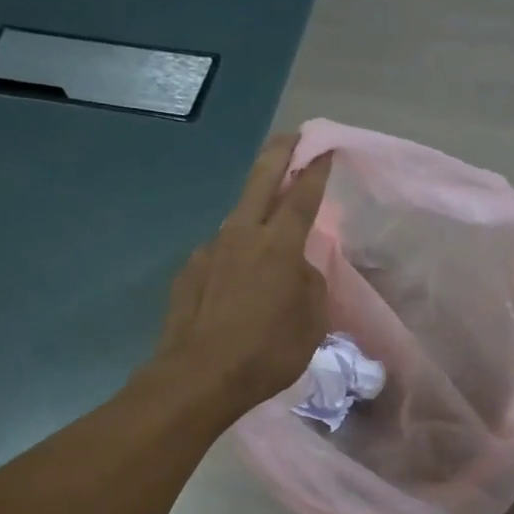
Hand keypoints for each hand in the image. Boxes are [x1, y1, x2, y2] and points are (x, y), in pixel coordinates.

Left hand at [153, 133, 333, 421]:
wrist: (199, 376)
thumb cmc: (267, 352)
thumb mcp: (311, 323)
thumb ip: (310, 285)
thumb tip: (299, 269)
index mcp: (279, 247)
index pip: (302, 197)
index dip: (315, 171)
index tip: (324, 149)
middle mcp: (242, 236)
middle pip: (261, 182)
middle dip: (279, 154)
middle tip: (290, 136)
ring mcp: (210, 251)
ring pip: (237, 218)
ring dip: (254, 210)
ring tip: (265, 221)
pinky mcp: (189, 271)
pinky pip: (219, 253)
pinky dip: (233, 256)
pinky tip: (236, 280)